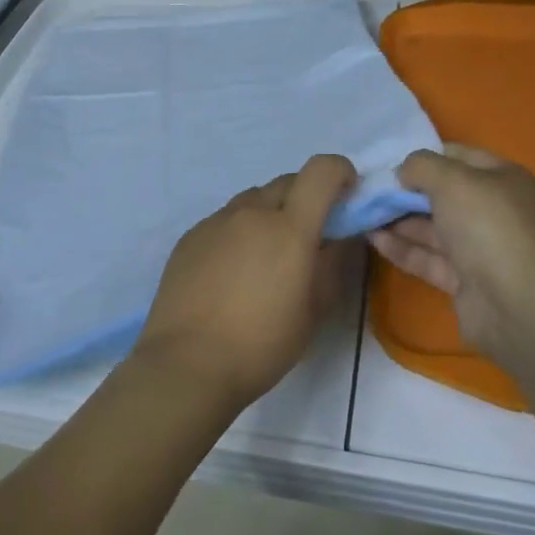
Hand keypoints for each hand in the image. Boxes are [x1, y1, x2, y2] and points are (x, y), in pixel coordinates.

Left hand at [132, 154, 356, 411]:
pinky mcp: (190, 236)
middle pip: (287, 182)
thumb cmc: (262, 344)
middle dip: (307, 197)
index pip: (321, 171)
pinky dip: (240, 231)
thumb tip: (343, 236)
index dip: (341, 172)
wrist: (187, 364)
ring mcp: (216, 221)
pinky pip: (225, 220)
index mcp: (289, 227)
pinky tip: (233, 271)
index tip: (347, 195)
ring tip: (267, 256)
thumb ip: (333, 264)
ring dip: (270, 213)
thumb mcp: (314, 310)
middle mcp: (251, 212)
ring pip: (253, 200)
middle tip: (309, 235)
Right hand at [367, 144, 534, 363]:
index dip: (425, 156)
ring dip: (399, 220)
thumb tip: (404, 172)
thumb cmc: (486, 225)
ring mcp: (480, 247)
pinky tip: (373, 239)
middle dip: (407, 191)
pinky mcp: (465, 280)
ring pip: (433, 228)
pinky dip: (402, 247)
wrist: (514, 303)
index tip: (390, 162)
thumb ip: (421, 166)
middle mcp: (494, 210)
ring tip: (363, 213)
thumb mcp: (451, 179)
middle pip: (443, 194)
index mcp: (502, 178)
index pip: (459, 156)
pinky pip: (428, 257)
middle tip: (370, 190)